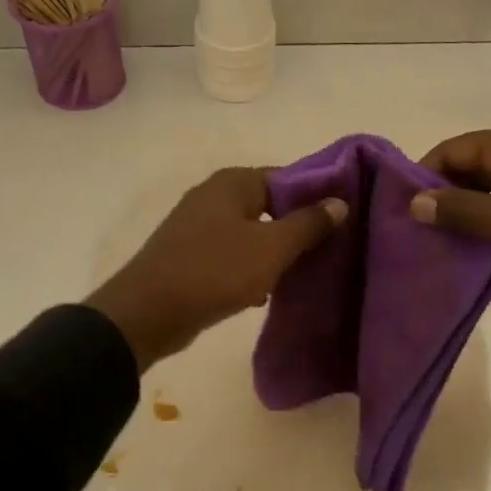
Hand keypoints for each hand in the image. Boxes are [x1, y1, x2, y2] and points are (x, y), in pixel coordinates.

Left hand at [86, 168, 346, 370]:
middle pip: (270, 206)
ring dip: (274, 254)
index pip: (288, 177)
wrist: (148, 313)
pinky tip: (264, 293)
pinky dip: (249, 270)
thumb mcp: (271, 248)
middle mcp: (214, 196)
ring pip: (251, 234)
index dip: (317, 196)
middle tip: (328, 251)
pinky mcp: (191, 256)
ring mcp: (198, 226)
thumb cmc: (215, 271)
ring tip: (302, 275)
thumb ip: (308, 223)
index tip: (343, 220)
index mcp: (234, 183)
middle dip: (297, 229)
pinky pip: (232, 256)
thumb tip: (339, 202)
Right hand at [410, 125, 490, 345]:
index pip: (454, 148)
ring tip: (446, 243)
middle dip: (446, 195)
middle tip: (421, 232)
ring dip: (473, 211)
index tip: (402, 210)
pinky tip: (487, 247)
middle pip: (475, 165)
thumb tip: (414, 202)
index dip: (424, 175)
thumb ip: (459, 211)